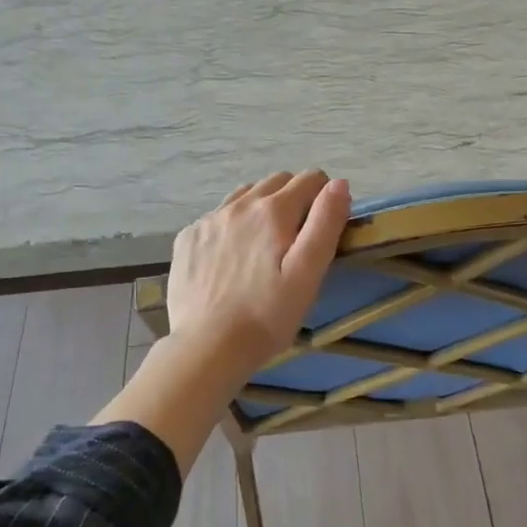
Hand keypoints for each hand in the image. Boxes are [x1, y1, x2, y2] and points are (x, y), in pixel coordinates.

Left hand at [167, 171, 350, 373]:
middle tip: (297, 238)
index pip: (310, 180)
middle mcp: (239, 205)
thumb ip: (325, 223)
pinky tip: (232, 259)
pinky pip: (217, 217)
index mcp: (273, 210)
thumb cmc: (267, 315)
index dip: (324, 196)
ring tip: (264, 245)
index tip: (324, 225)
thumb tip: (339, 184)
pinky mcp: (187, 238)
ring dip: (261, 208)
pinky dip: (232, 226)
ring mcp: (209, 220)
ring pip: (244, 195)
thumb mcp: (308, 273)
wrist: (207, 346)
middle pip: (277, 181)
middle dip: (294, 198)